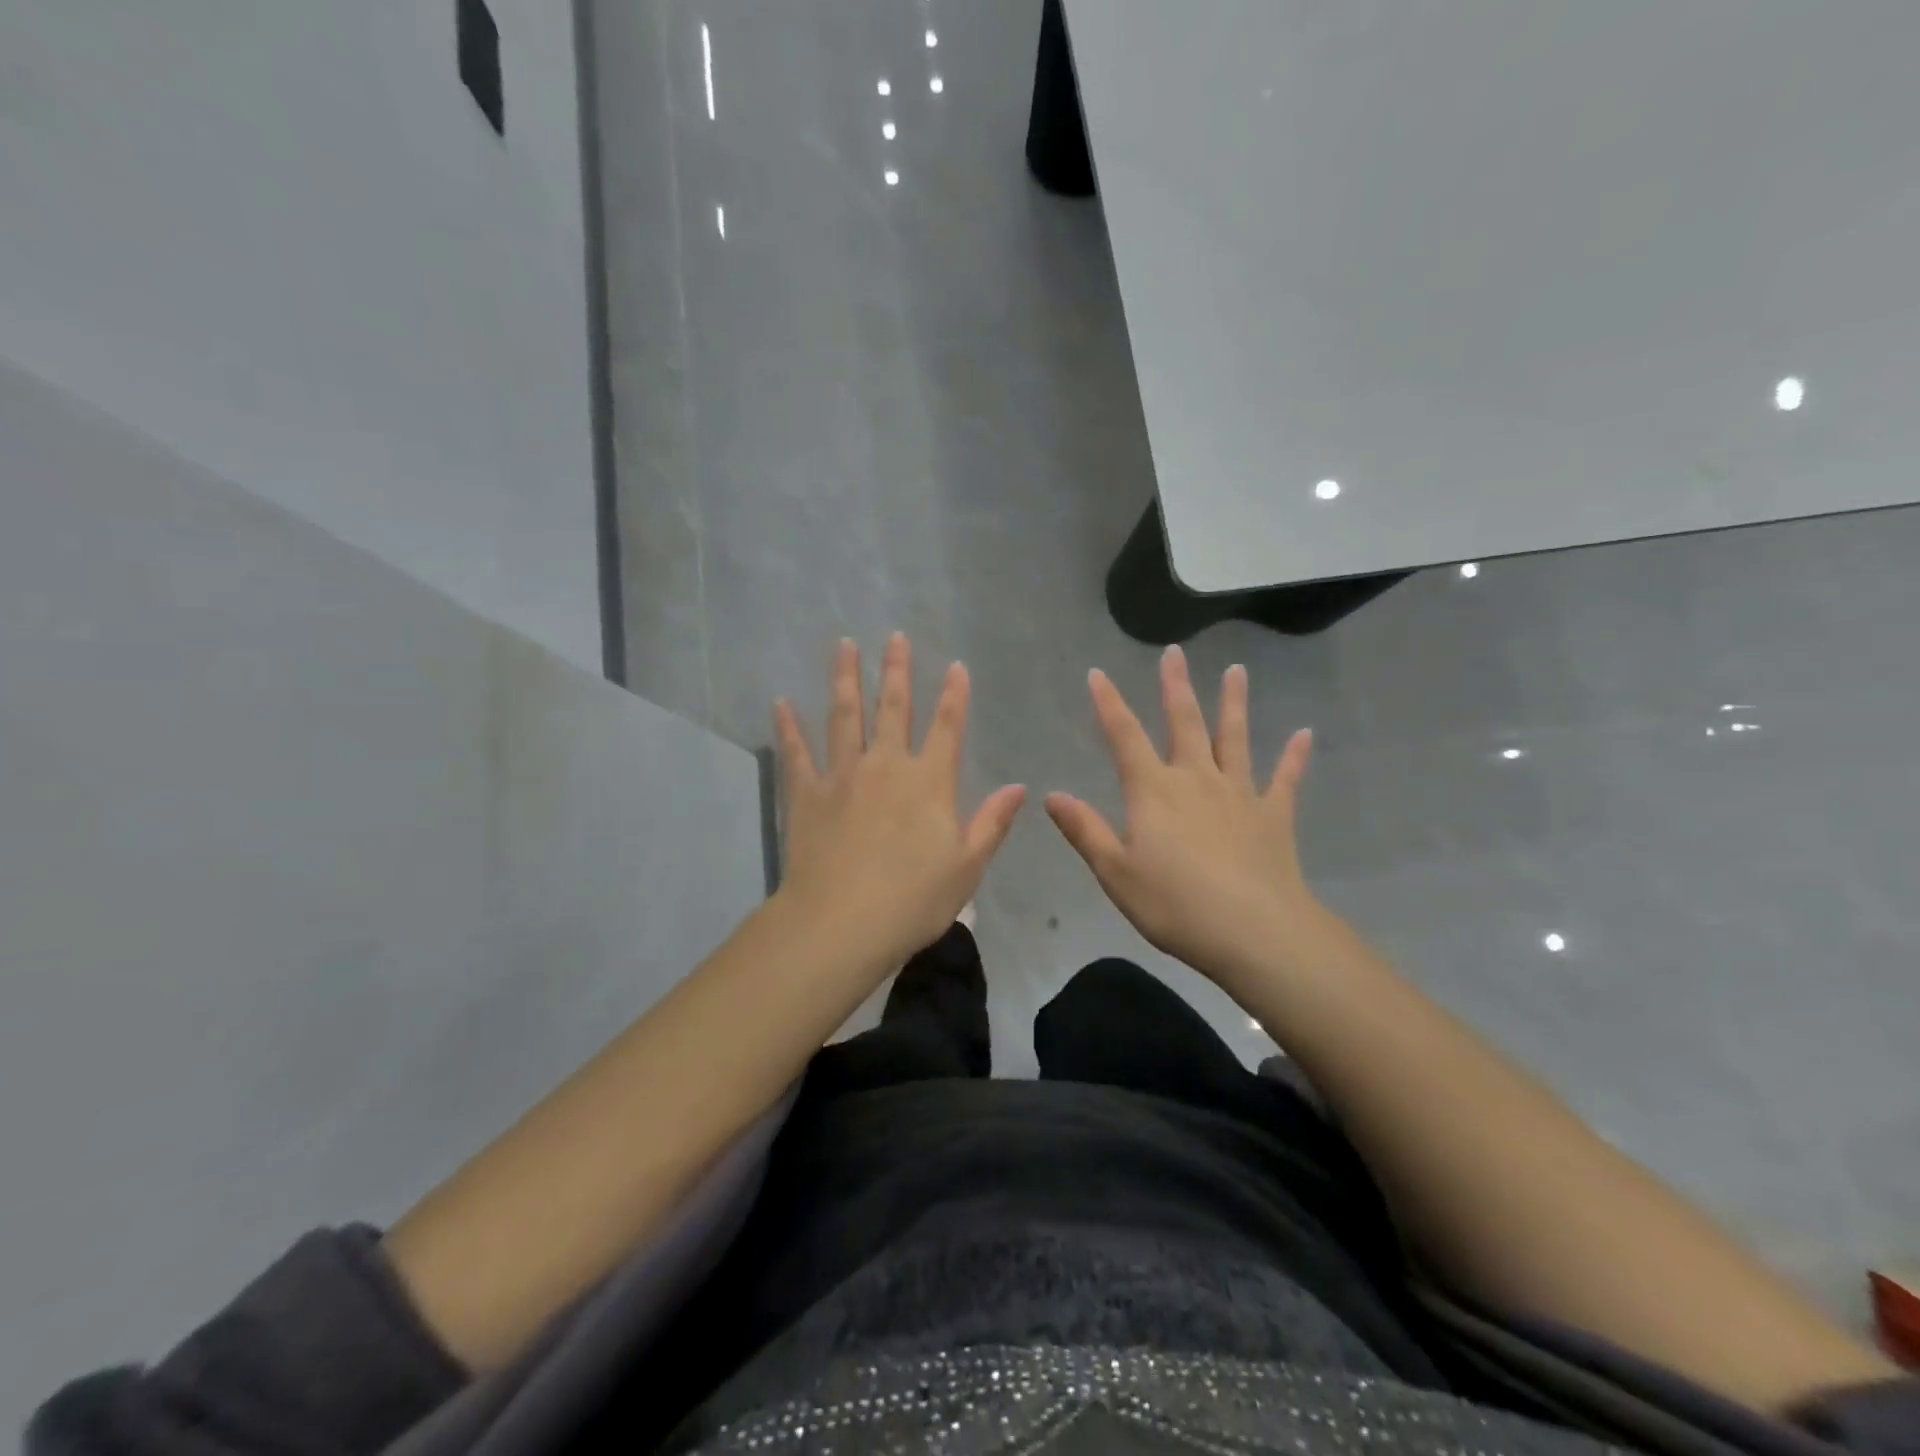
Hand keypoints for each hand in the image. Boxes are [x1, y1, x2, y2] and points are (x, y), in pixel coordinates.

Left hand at [774, 633, 1025, 970]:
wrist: (843, 923)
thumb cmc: (913, 900)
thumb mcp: (967, 866)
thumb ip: (992, 823)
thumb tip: (1019, 787)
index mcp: (929, 782)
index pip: (947, 727)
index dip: (954, 695)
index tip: (956, 666)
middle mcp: (886, 766)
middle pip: (893, 708)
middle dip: (896, 670)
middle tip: (895, 636)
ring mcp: (843, 775)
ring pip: (844, 716)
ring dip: (845, 678)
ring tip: (844, 646)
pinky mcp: (807, 793)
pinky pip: (796, 752)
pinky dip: (788, 727)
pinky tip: (781, 702)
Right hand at [1045, 647, 1318, 986]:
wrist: (1255, 932)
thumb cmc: (1175, 905)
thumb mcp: (1116, 872)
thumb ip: (1085, 830)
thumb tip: (1052, 795)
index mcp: (1153, 791)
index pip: (1124, 737)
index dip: (1108, 704)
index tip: (1098, 673)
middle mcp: (1196, 779)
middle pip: (1184, 723)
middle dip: (1175, 687)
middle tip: (1174, 653)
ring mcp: (1239, 794)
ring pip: (1235, 738)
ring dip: (1233, 703)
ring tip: (1236, 670)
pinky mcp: (1273, 816)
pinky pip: (1285, 779)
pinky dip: (1294, 757)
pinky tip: (1305, 734)